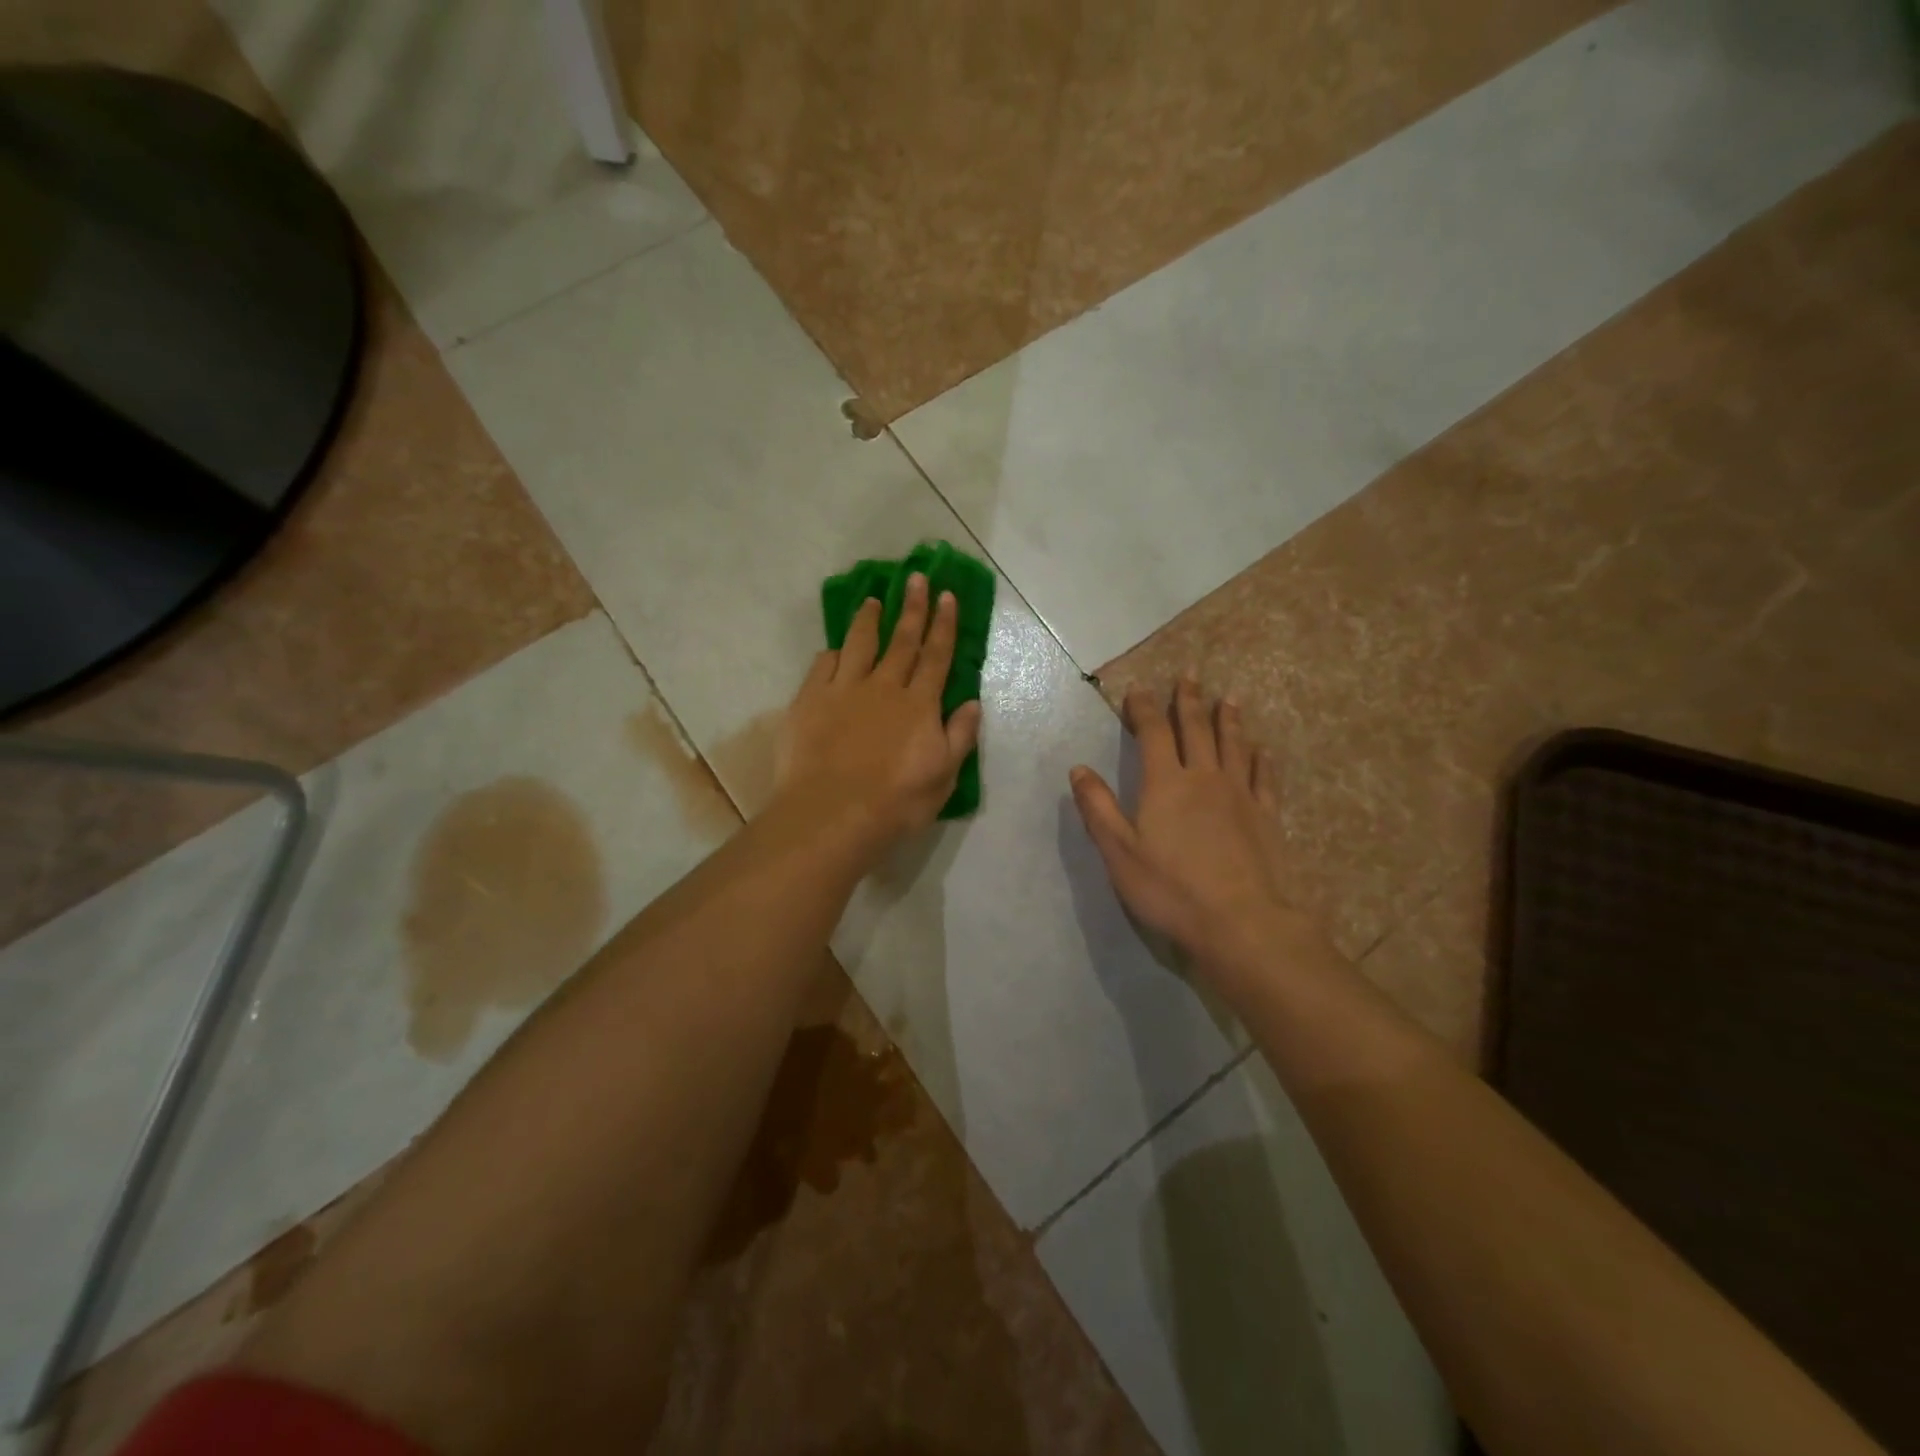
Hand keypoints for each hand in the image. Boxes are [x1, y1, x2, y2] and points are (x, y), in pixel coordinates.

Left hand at [772, 573, 982, 863]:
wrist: (832, 814)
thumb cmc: (896, 802)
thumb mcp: (943, 776)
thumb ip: (959, 736)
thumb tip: (972, 702)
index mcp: (919, 704)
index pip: (936, 656)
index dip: (943, 625)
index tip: (947, 596)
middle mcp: (884, 687)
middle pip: (902, 640)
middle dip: (912, 607)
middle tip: (917, 578)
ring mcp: (844, 690)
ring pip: (859, 643)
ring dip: (869, 619)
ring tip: (873, 600)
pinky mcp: (810, 700)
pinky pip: (823, 665)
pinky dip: (833, 653)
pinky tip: (835, 649)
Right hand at [1070, 681, 1334, 995]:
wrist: (1239, 921)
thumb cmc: (1170, 888)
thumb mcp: (1119, 852)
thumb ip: (1098, 808)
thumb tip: (1078, 770)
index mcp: (1165, 783)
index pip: (1153, 733)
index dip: (1144, 708)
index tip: (1138, 689)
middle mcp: (1204, 778)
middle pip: (1196, 729)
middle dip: (1189, 701)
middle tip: (1189, 675)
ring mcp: (1240, 794)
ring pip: (1233, 745)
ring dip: (1228, 719)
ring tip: (1227, 698)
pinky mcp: (1266, 815)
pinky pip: (1264, 777)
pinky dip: (1260, 758)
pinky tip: (1261, 748)